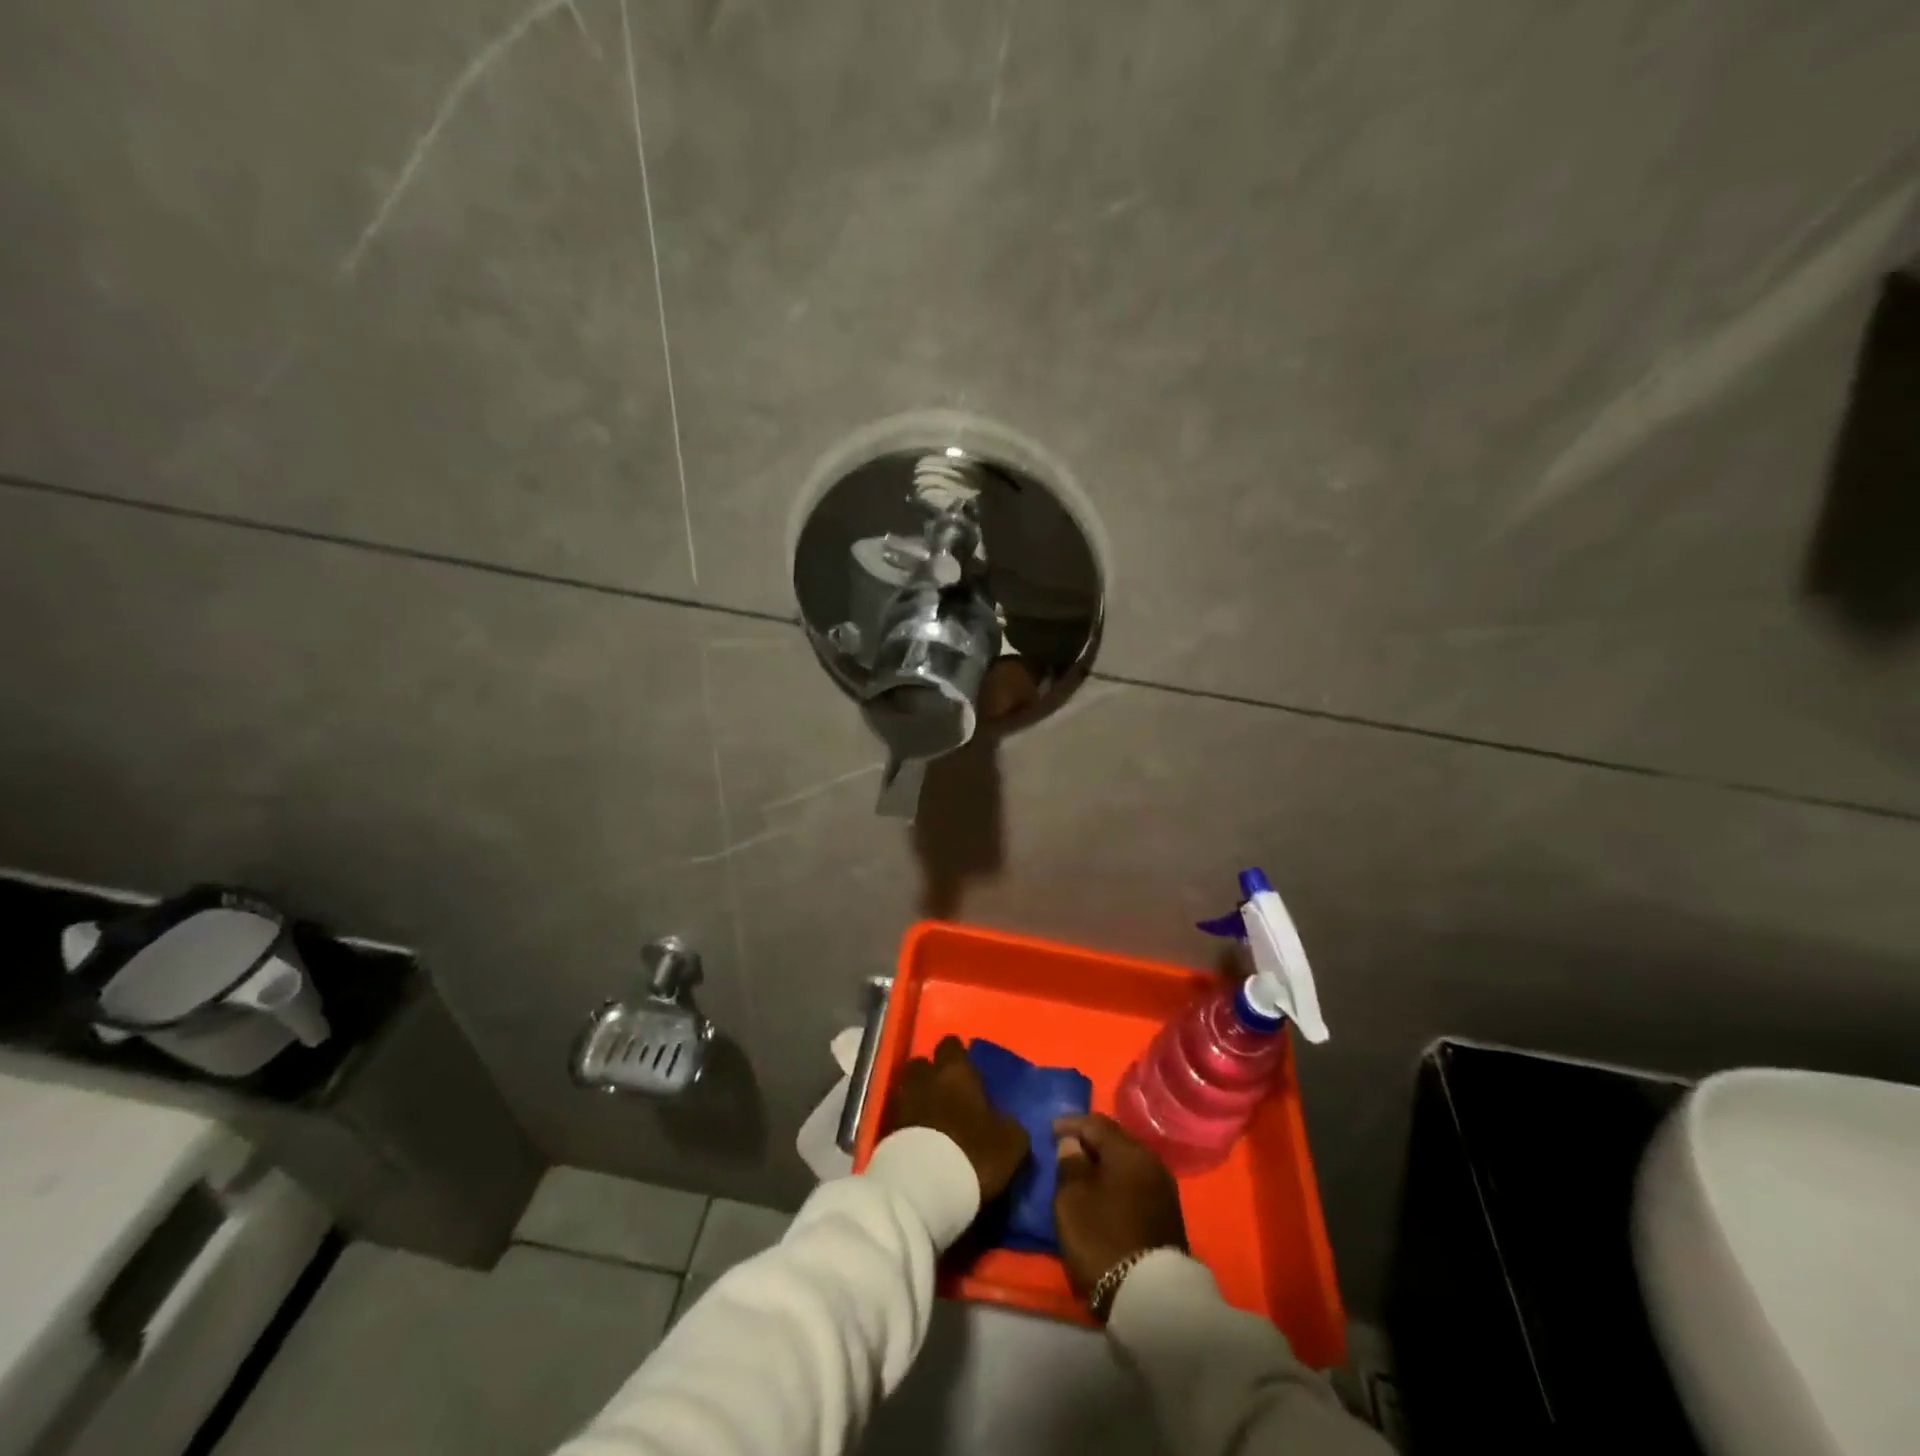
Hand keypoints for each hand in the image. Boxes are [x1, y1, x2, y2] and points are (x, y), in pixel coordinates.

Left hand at [889, 1036, 1029, 1201]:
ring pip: (909, 1089)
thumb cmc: (973, 1153)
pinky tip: (921, 1142)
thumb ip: (1008, 1123)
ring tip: (933, 1120)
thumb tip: (1003, 1120)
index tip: (968, 1071)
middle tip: (948, 1094)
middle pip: (923, 1064)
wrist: (923, 1187)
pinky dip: (909, 1125)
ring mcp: (902, 1103)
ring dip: (919, 1099)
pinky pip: (900, 1118)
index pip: (951, 1045)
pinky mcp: (886, 1131)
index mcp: (955, 1071)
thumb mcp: (1010, 1142)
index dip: (958, 1056)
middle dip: (932, 1075)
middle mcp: (925, 1078)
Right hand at [1052, 1113, 1187, 1302]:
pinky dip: (1119, 1182)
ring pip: (1129, 1163)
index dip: (1071, 1123)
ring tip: (1085, 1173)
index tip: (1051, 1130)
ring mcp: (1164, 1189)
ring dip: (1106, 1164)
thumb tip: (1073, 1143)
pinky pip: (1137, 1184)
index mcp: (1128, 1151)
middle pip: (1116, 1141)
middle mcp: (1151, 1161)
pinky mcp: (1169, 1215)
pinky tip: (1107, 1194)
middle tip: (1068, 1149)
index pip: (1095, 1123)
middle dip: (1091, 1142)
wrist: (1152, 1298)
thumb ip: (1069, 1163)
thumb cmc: (1102, 1238)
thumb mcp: (1071, 1199)